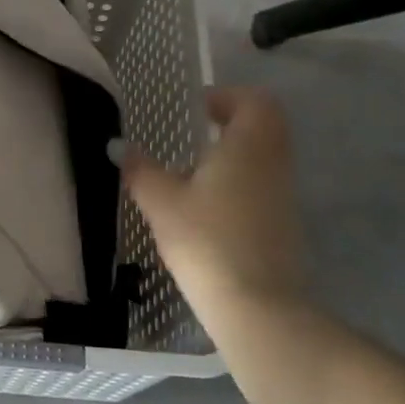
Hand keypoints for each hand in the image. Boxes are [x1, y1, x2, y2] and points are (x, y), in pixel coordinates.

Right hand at [116, 88, 305, 316]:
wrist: (257, 307)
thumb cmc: (207, 240)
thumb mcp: (161, 202)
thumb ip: (140, 170)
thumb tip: (119, 147)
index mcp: (248, 145)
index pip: (254, 101)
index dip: (227, 96)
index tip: (197, 108)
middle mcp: (273, 163)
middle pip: (265, 125)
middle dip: (233, 122)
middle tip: (197, 133)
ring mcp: (284, 196)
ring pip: (267, 157)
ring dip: (238, 153)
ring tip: (196, 171)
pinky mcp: (285, 225)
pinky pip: (266, 185)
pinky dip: (243, 182)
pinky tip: (210, 207)